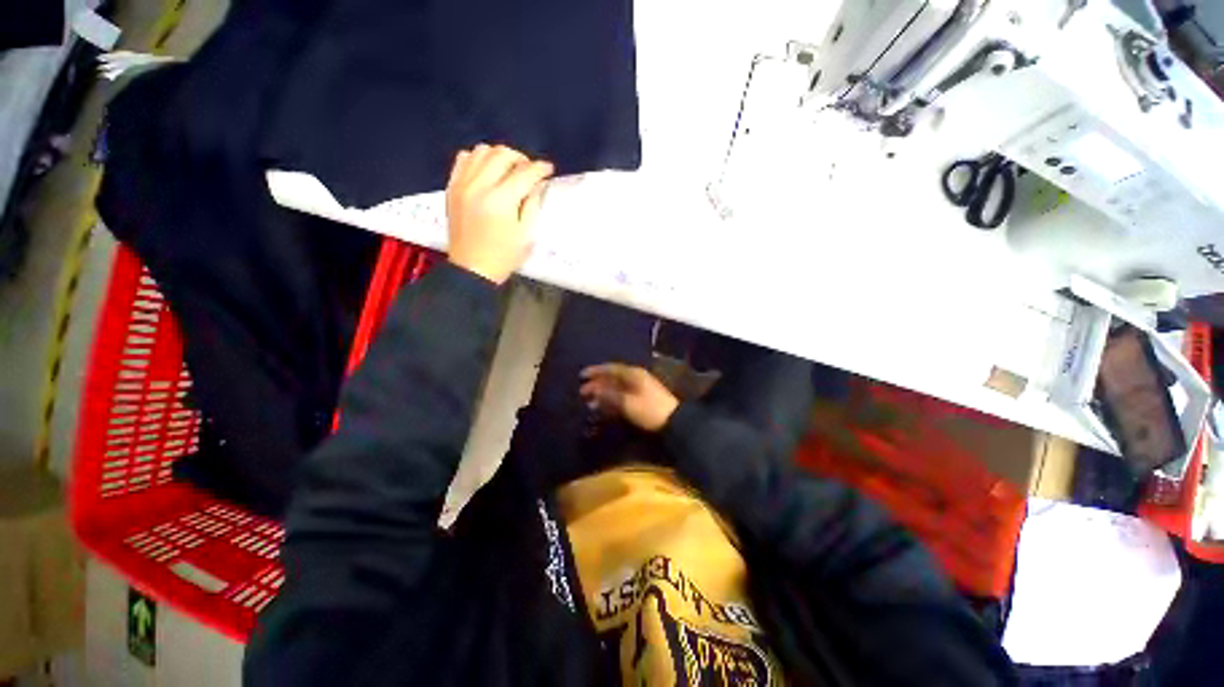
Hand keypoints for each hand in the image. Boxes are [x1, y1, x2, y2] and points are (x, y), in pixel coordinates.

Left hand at [445, 144, 554, 284]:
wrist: (472, 269)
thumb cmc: (504, 256)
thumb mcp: (526, 234)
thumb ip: (532, 204)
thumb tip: (537, 183)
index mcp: (501, 201)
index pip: (524, 173)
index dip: (540, 169)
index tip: (549, 169)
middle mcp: (479, 186)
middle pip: (502, 155)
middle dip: (521, 159)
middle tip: (529, 171)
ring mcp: (462, 184)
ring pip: (482, 151)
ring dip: (499, 156)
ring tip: (509, 170)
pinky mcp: (452, 187)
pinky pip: (464, 159)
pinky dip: (478, 159)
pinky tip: (487, 172)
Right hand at [580, 364, 679, 431]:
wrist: (673, 421)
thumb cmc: (649, 409)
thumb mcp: (627, 403)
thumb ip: (609, 395)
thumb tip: (593, 389)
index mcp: (632, 374)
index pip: (610, 368)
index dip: (595, 371)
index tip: (581, 376)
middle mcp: (635, 377)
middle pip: (612, 378)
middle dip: (597, 384)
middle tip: (582, 392)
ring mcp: (639, 387)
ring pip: (616, 387)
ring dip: (603, 393)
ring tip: (590, 402)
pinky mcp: (641, 398)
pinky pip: (622, 394)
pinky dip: (612, 399)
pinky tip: (604, 407)